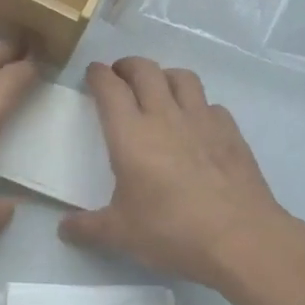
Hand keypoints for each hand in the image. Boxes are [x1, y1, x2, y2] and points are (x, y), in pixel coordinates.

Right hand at [61, 58, 297, 287]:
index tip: (92, 73)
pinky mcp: (231, 133)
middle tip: (119, 75)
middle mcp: (165, 116)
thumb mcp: (120, 234)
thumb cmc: (171, 231)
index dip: (98, 75)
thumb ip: (87, 227)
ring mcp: (203, 121)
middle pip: (146, 71)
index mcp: (131, 135)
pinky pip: (210, 104)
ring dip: (164, 75)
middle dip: (128, 66)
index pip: (110, 88)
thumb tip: (64, 229)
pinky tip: (195, 124)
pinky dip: (197, 104)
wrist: (240, 238)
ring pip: (182, 78)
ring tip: (158, 89)